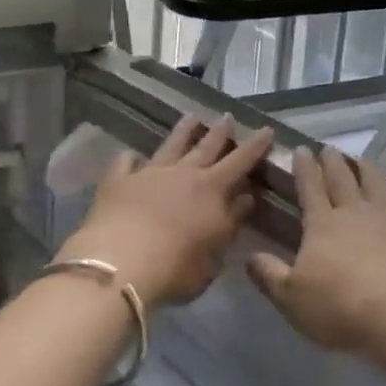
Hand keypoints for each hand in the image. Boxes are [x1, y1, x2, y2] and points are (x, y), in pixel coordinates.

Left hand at [60, 115, 272, 308]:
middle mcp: (183, 173)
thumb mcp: (213, 255)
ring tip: (191, 117)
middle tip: (227, 116)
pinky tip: (131, 157)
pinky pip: (126, 162)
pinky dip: (131, 158)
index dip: (255, 146)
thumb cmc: (175, 268)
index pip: (240, 162)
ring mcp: (150, 173)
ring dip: (183, 131)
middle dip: (220, 131)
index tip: (266, 129)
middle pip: (206, 146)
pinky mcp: (119, 181)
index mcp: (211, 190)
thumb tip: (245, 199)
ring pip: (171, 145)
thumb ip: (230, 223)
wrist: (120, 262)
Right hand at [247, 147, 385, 353]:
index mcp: (322, 224)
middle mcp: (354, 211)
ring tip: (364, 159)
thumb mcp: (291, 297)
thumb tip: (248, 255)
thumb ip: (270, 275)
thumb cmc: (339, 306)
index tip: (301, 149)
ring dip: (369, 170)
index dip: (304, 169)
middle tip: (329, 148)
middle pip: (342, 180)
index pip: (310, 188)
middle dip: (333, 163)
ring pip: (377, 184)